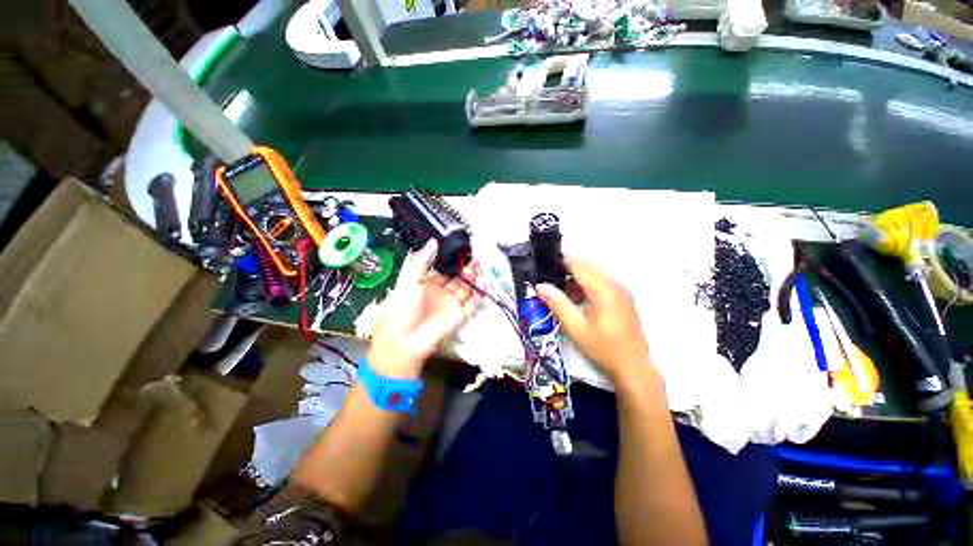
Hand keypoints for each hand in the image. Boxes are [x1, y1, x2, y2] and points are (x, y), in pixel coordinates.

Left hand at [367, 239, 481, 377]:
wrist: (403, 341)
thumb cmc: (401, 308)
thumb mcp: (408, 281)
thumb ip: (421, 261)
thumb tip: (433, 241)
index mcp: (427, 284)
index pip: (444, 269)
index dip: (453, 260)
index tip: (462, 248)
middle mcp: (441, 293)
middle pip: (458, 277)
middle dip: (465, 267)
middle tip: (473, 257)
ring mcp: (451, 305)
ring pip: (467, 288)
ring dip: (473, 279)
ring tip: (475, 268)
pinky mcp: (460, 316)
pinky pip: (472, 304)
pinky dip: (479, 295)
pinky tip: (484, 284)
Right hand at [536, 258, 651, 381]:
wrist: (633, 368)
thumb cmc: (603, 348)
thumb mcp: (575, 328)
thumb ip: (557, 304)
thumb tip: (540, 286)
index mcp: (604, 290)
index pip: (580, 266)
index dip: (562, 261)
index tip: (545, 263)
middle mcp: (615, 286)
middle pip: (589, 268)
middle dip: (568, 270)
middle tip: (550, 279)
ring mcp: (621, 292)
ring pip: (595, 276)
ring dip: (577, 279)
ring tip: (561, 293)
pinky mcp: (623, 300)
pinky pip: (602, 284)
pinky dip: (587, 287)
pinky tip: (577, 301)